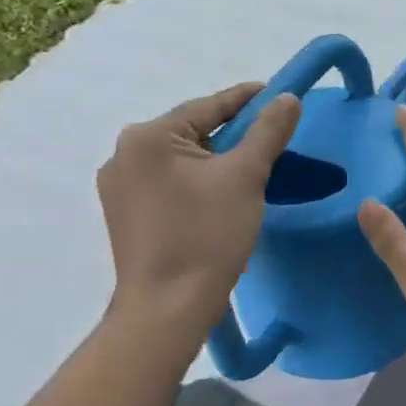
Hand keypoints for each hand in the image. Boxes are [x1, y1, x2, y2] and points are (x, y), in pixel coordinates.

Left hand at [97, 83, 300, 325]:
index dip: (249, 99)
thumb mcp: (246, 176)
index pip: (209, 106)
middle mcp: (124, 154)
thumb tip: (287, 97)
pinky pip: (169, 180)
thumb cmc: (206, 235)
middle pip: (193, 129)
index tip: (280, 95)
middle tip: (272, 134)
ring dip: (216, 156)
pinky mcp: (124, 213)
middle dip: (233, 131)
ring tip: (252, 164)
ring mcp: (119, 186)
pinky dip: (198, 178)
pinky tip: (221, 192)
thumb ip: (268, 130)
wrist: (167, 310)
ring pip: (182, 156)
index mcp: (148, 137)